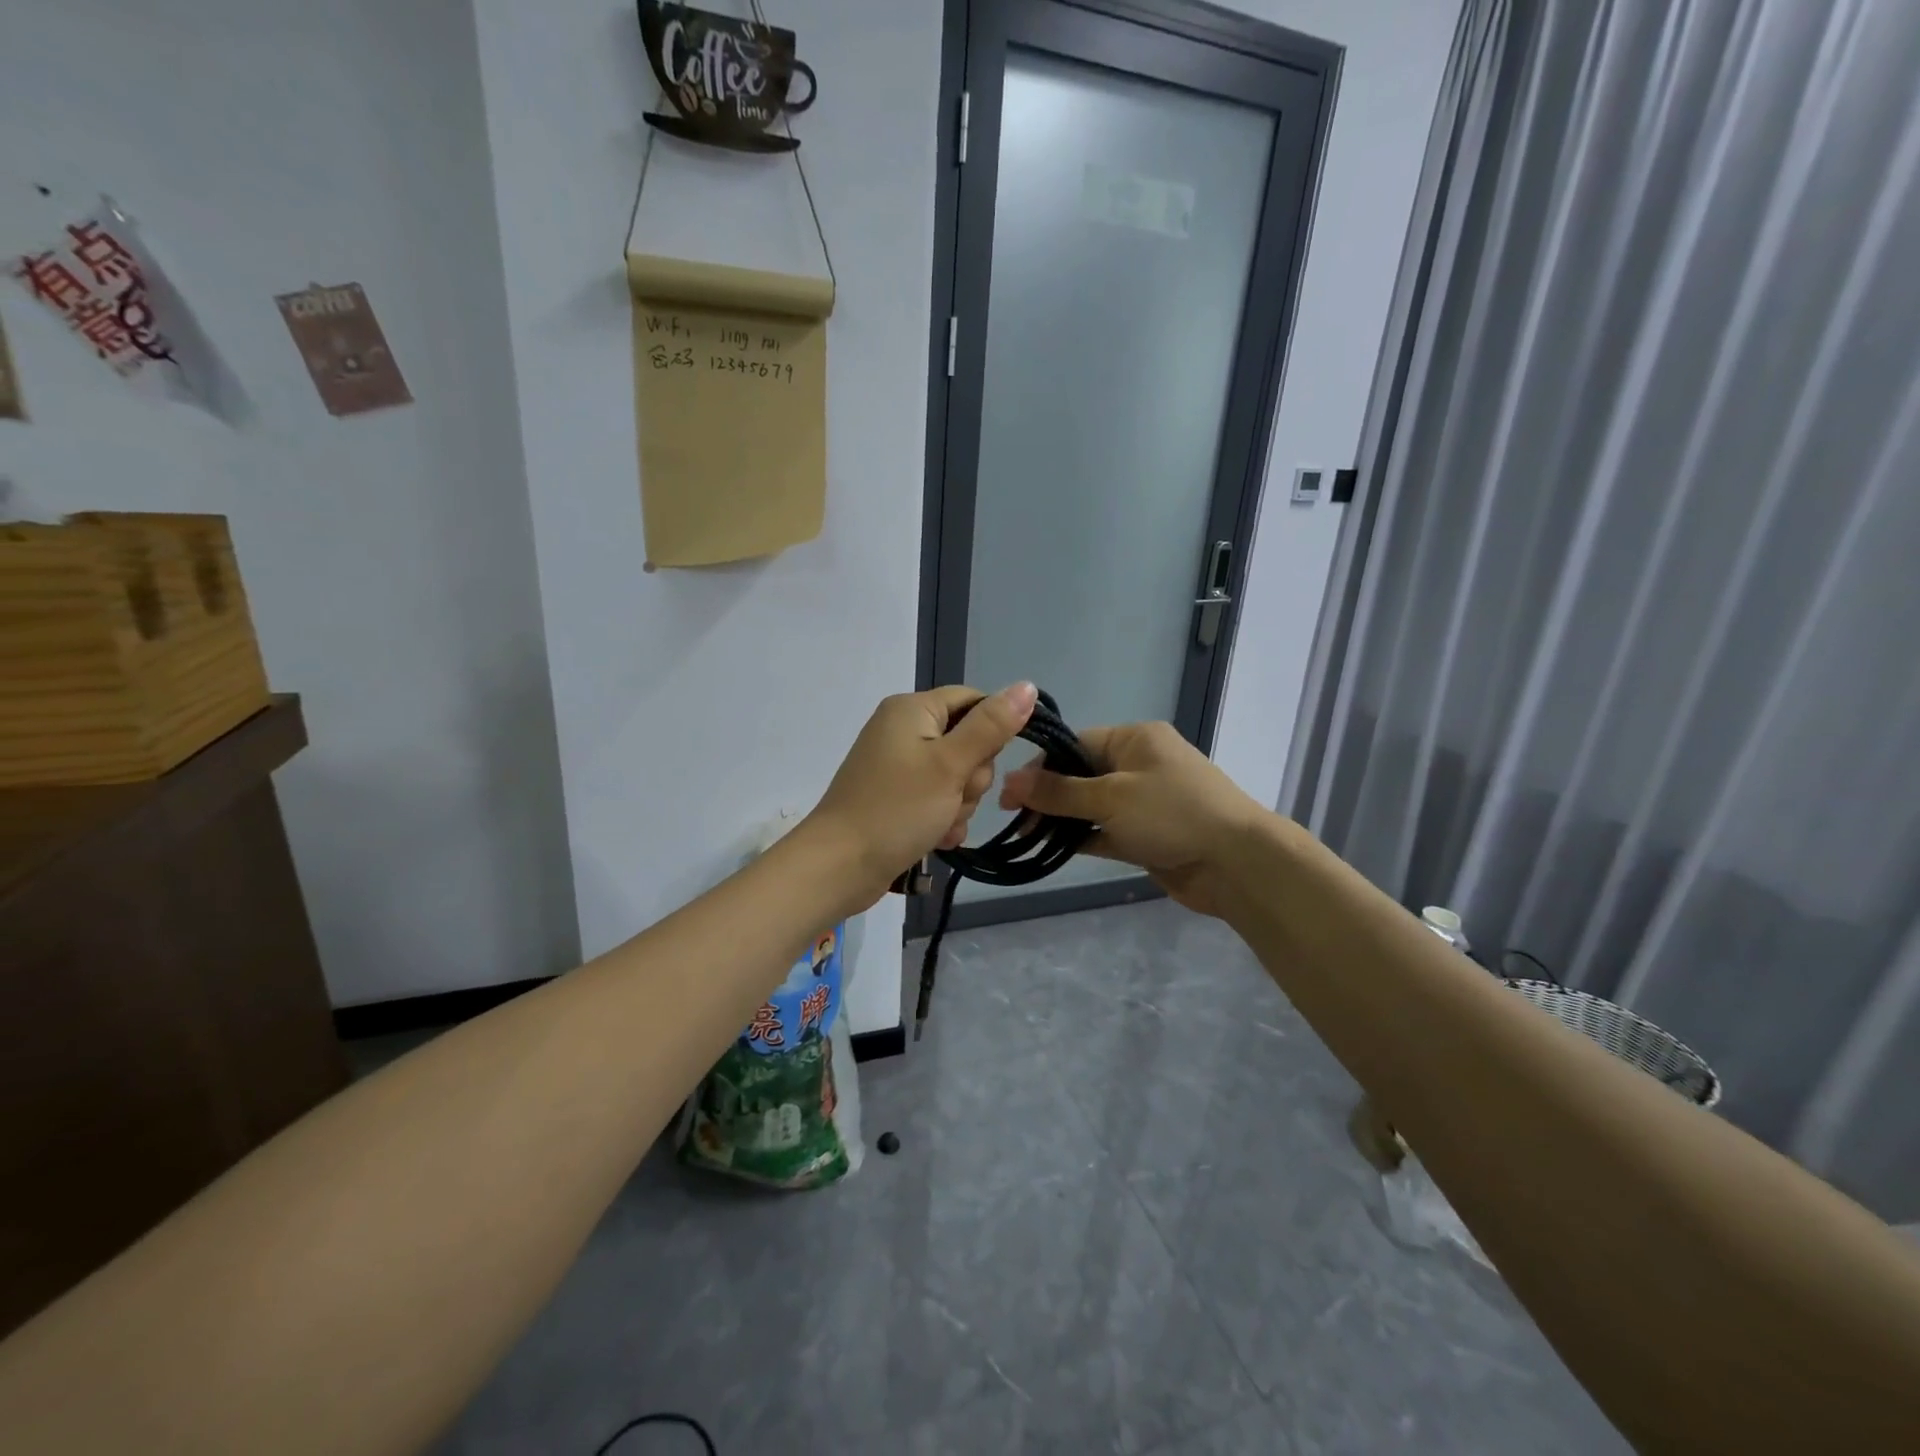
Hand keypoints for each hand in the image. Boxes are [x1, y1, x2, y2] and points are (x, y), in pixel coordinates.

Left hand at [805, 682, 1037, 912]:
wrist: (839, 866)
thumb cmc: (896, 809)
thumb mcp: (950, 765)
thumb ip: (991, 726)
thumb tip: (1027, 686)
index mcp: (912, 709)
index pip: (973, 701)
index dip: (992, 731)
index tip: (986, 762)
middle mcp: (904, 730)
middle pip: (968, 742)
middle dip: (971, 777)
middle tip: (954, 797)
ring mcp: (899, 766)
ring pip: (956, 776)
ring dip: (959, 804)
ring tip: (941, 823)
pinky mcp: (897, 797)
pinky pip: (937, 799)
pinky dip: (943, 818)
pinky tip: (937, 838)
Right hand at [999, 720, 1262, 915]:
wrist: (1237, 864)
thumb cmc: (1172, 814)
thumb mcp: (1110, 797)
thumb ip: (1059, 792)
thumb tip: (1010, 781)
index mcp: (1135, 739)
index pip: (1076, 744)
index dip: (1042, 766)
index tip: (1011, 792)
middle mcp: (1139, 764)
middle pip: (1081, 774)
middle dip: (1048, 795)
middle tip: (1014, 817)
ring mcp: (1145, 802)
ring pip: (1092, 806)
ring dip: (1063, 819)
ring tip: (1025, 835)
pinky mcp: (1148, 835)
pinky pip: (1106, 831)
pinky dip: (1083, 838)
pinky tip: (1052, 849)